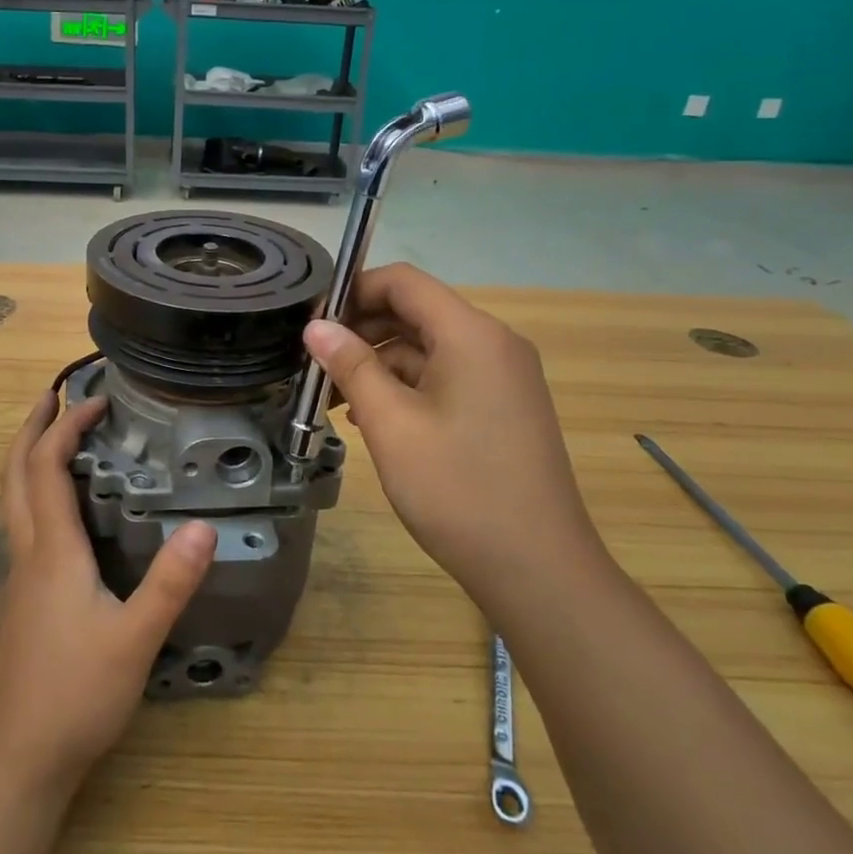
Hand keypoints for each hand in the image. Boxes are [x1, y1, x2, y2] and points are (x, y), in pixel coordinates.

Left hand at [0, 392, 215, 792]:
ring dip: (28, 457)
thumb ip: (171, 582)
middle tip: (52, 395)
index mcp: (53, 549)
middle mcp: (29, 552)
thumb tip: (204, 526)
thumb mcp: (136, 638)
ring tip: (53, 435)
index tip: (96, 400)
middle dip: (31, 428)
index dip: (66, 427)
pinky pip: (22, 522)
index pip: (47, 468)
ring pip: (12, 498)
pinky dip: (34, 490)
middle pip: (15, 474)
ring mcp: (20, 576)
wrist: (22, 756)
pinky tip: (60, 506)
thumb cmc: (78, 693)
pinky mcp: (24, 597)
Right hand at [303, 263, 604, 598]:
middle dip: (361, 332)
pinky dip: (406, 388)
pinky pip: (446, 377)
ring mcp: (503, 377)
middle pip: (415, 312)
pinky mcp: (502, 407)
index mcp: (471, 334)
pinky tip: (374, 421)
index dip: (353, 292)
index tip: (313, 324)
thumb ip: (352, 366)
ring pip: (427, 348)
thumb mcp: (391, 425)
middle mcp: (493, 343)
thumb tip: (316, 326)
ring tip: (336, 400)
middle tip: (316, 365)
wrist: (539, 571)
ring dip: (380, 364)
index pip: (403, 282)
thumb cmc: (458, 489)